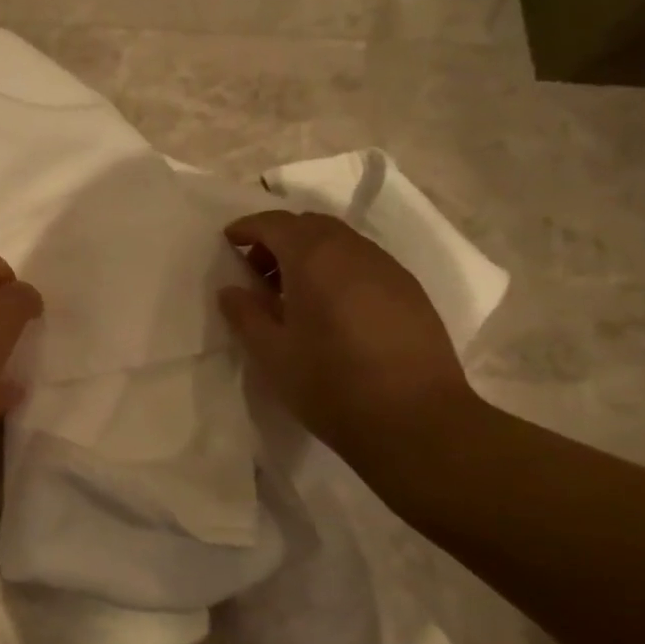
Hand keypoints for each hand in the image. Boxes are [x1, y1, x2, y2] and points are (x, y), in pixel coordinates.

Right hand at [217, 211, 476, 468]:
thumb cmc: (330, 384)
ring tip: (291, 295)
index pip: (276, 223)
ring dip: (310, 254)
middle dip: (279, 238)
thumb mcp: (272, 353)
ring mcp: (388, 269)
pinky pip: (364, 264)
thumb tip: (231, 290)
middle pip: (311, 226)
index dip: (248, 227)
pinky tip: (330, 310)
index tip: (228, 241)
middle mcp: (354, 251)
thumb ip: (246, 315)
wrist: (415, 420)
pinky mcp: (410, 292)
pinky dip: (337, 270)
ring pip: (341, 243)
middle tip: (257, 272)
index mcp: (315, 258)